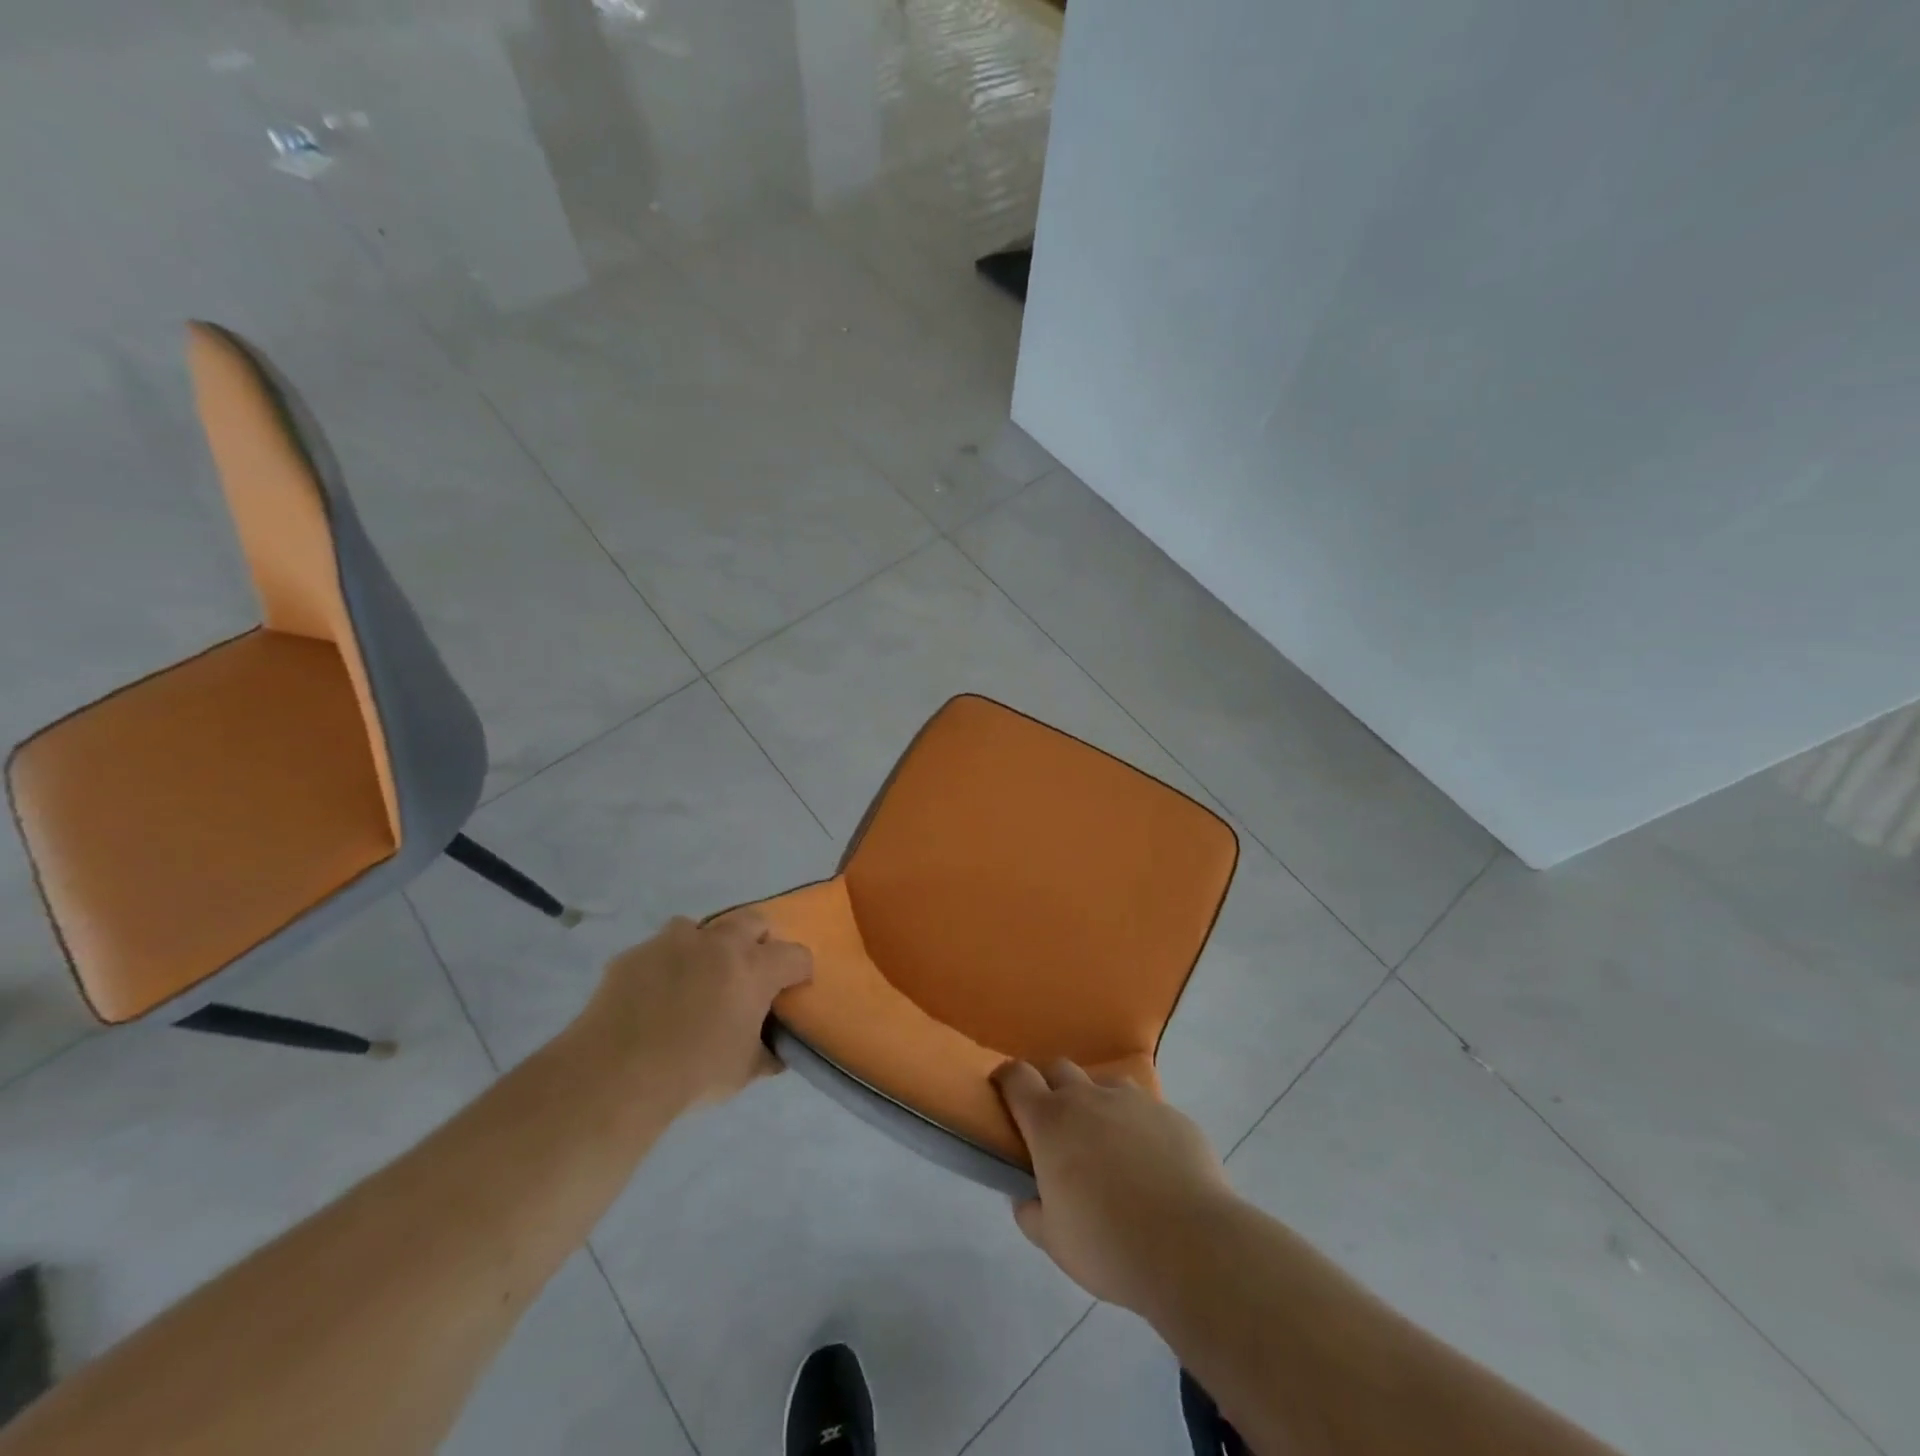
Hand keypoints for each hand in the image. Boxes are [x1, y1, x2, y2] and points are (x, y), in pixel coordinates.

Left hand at [586, 911, 811, 1108]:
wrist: (617, 1075)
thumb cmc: (694, 1073)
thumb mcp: (744, 1072)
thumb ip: (766, 1054)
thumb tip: (776, 1052)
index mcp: (755, 968)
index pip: (796, 955)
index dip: (799, 971)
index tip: (793, 989)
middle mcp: (720, 943)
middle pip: (754, 920)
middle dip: (759, 940)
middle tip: (750, 972)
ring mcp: (674, 942)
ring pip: (702, 927)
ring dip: (707, 946)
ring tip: (698, 978)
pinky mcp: (636, 953)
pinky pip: (659, 949)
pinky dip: (666, 965)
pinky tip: (654, 995)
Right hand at [992, 1059, 1236, 1317]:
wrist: (1190, 1245)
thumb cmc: (1108, 1244)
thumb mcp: (1054, 1241)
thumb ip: (1032, 1213)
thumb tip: (1028, 1197)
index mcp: (1051, 1122)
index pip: (1017, 1077)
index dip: (1007, 1079)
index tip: (1004, 1092)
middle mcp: (1089, 1098)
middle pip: (1060, 1069)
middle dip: (1051, 1087)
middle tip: (1056, 1127)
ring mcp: (1134, 1101)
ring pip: (1106, 1085)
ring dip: (1098, 1103)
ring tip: (1108, 1144)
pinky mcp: (1172, 1115)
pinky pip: (1147, 1111)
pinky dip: (1140, 1128)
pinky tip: (1153, 1167)